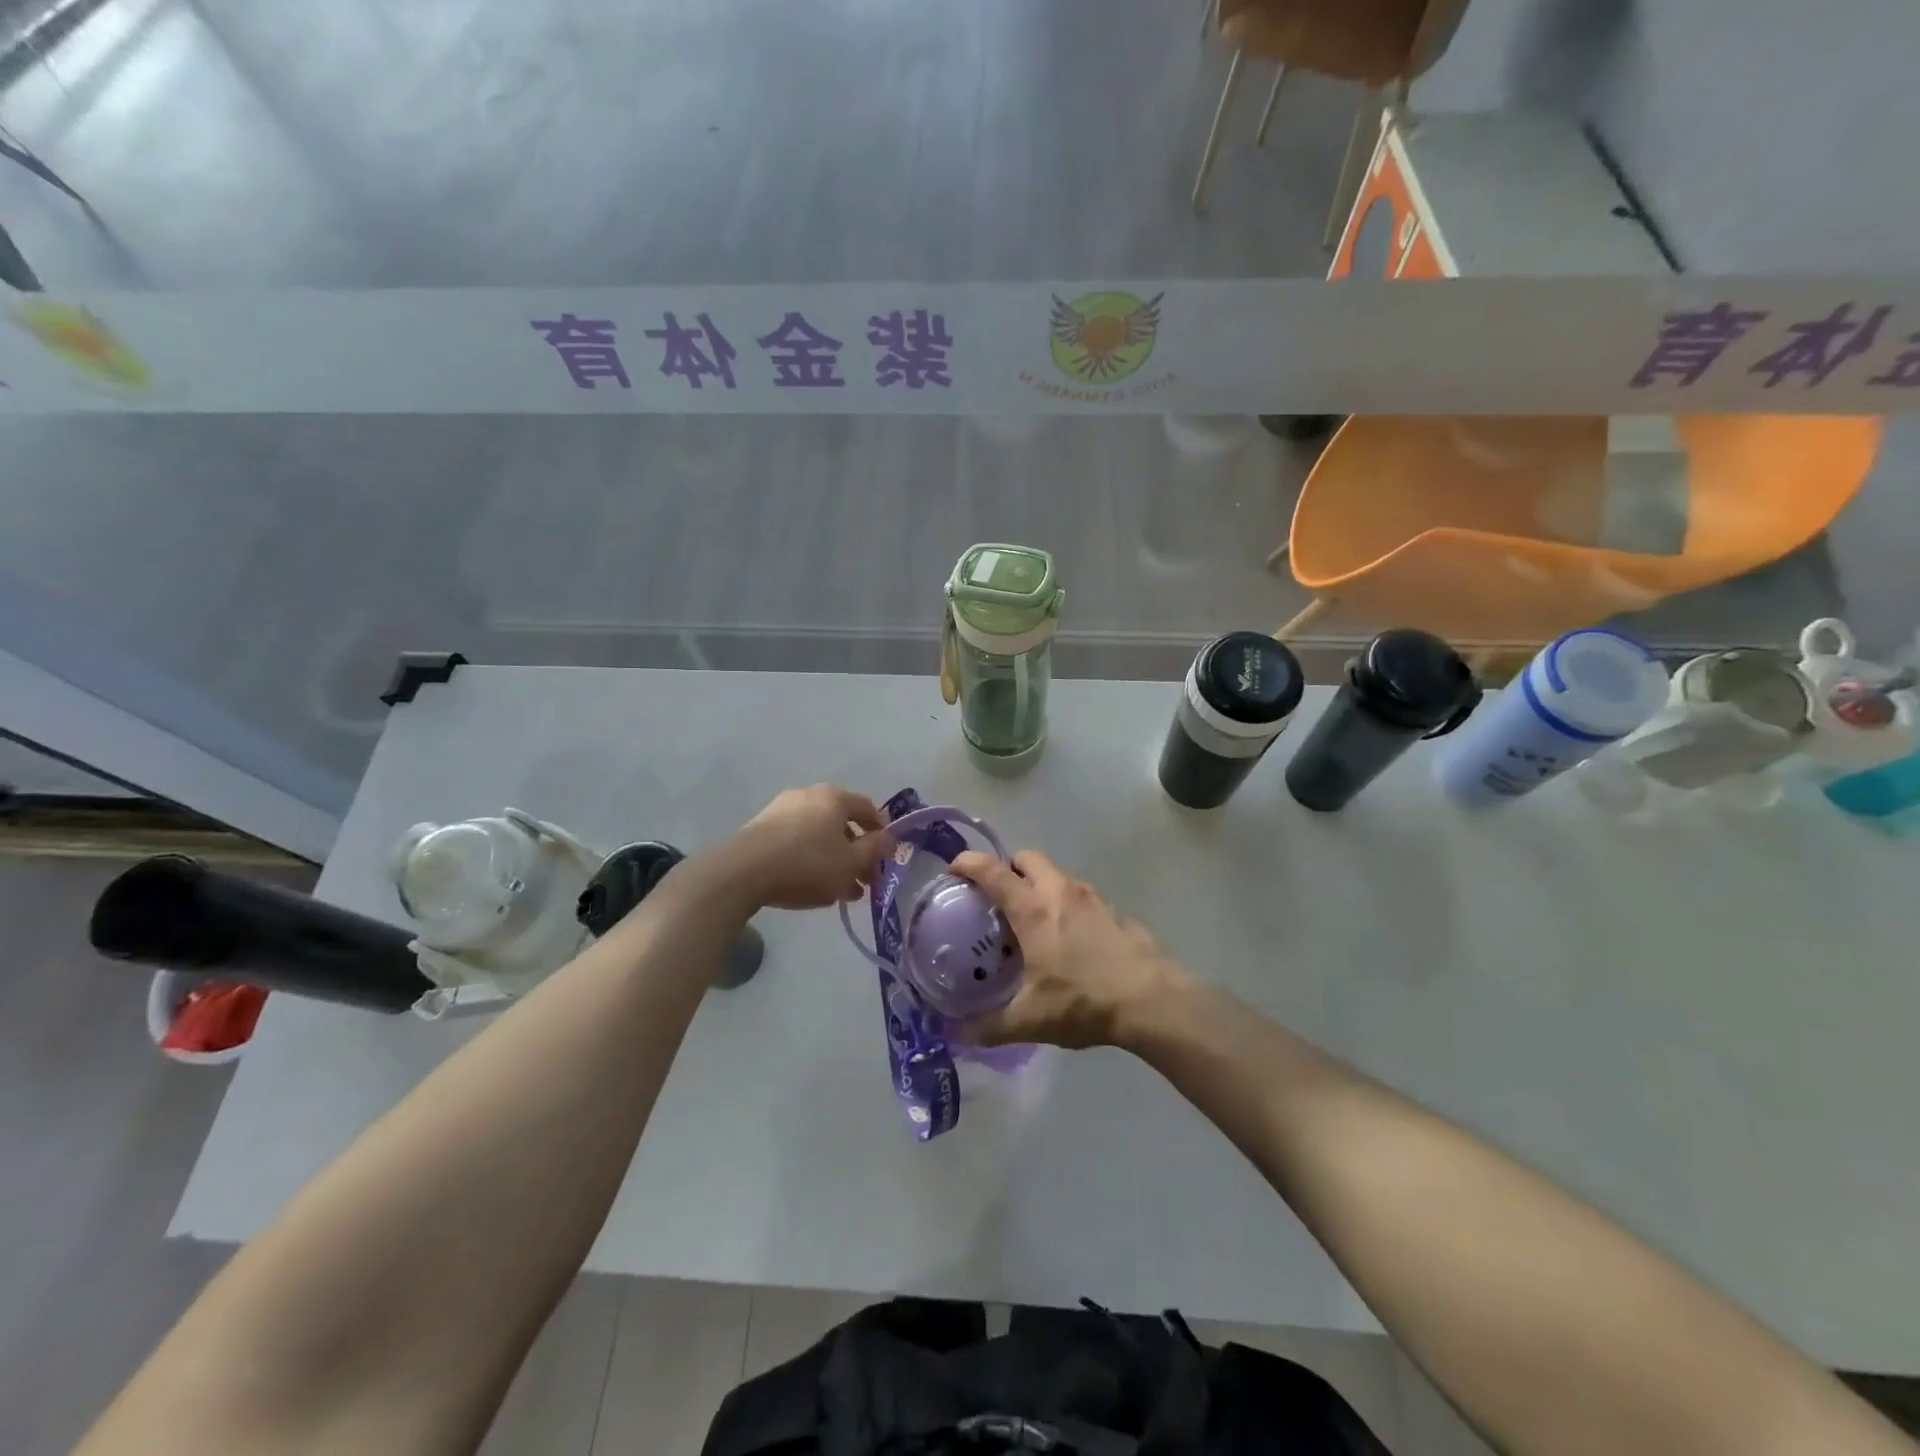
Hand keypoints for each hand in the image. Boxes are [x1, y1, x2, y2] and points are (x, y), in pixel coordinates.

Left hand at [723, 785, 890, 910]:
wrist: (743, 872)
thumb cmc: (808, 864)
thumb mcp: (851, 862)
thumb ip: (875, 850)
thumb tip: (889, 839)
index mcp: (834, 797)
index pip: (868, 808)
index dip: (881, 833)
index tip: (884, 858)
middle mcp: (808, 795)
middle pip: (841, 824)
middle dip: (855, 854)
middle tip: (862, 883)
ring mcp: (780, 810)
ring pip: (818, 835)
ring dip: (832, 861)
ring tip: (837, 893)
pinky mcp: (760, 828)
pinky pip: (795, 842)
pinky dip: (808, 860)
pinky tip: (809, 887)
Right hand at [948, 849, 1186, 1049]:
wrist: (1151, 1000)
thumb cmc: (1083, 1001)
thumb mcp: (1030, 1020)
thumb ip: (989, 1026)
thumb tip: (957, 1034)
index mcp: (1033, 910)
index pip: (992, 872)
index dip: (968, 864)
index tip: (953, 871)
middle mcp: (1060, 892)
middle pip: (1027, 858)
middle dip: (1008, 867)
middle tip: (999, 897)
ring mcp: (1092, 897)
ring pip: (1057, 873)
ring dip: (1040, 884)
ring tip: (1033, 920)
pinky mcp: (1115, 909)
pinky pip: (1081, 894)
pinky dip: (1067, 903)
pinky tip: (1070, 938)